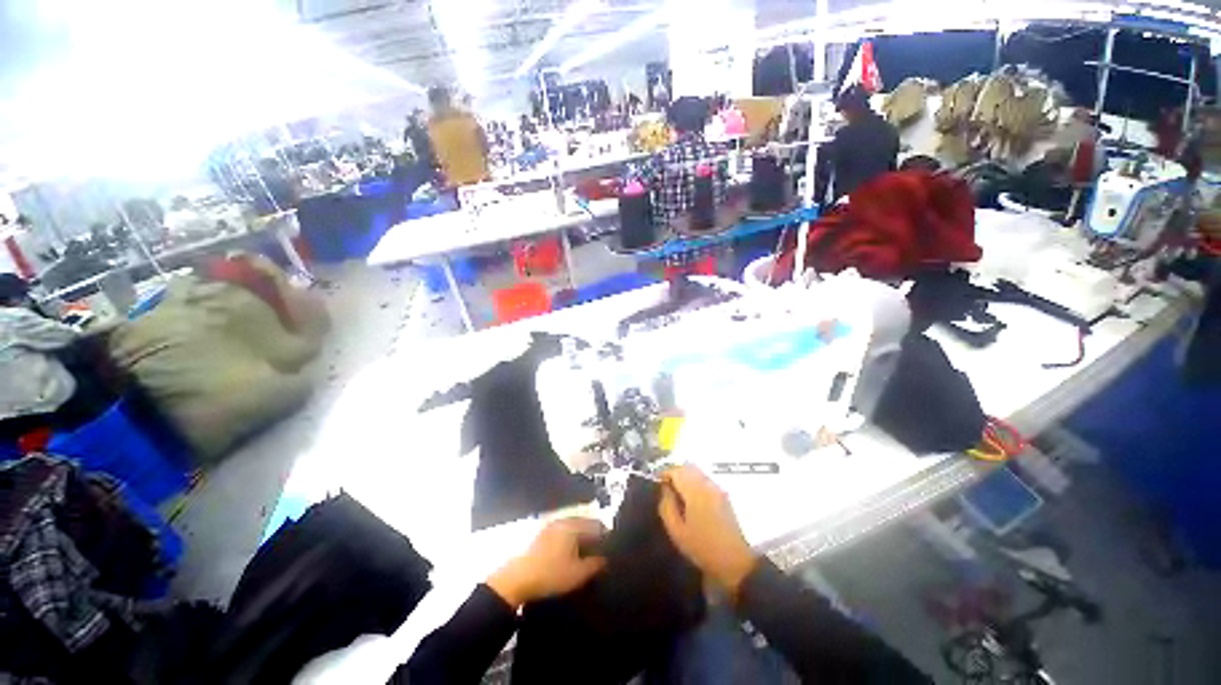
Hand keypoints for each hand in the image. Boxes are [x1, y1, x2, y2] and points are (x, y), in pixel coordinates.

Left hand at [487, 518, 606, 608]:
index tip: (612, 550)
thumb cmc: (550, 574)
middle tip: (600, 554)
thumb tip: (607, 559)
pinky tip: (569, 556)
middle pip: (584, 524)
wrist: (514, 580)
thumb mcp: (577, 574)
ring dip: (581, 540)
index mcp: (573, 524)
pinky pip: (562, 533)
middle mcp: (562, 519)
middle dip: (593, 537)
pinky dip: (569, 542)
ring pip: (572, 529)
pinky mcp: (540, 534)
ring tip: (586, 557)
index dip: (606, 536)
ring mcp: (550, 525)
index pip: (596, 524)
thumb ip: (596, 564)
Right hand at [658, 465, 757, 594]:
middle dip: (675, 472)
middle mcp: (708, 484)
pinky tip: (690, 498)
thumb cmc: (702, 547)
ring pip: (697, 471)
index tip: (657, 482)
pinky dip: (694, 481)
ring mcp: (717, 488)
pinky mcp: (723, 495)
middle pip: (688, 467)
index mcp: (695, 491)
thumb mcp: (676, 531)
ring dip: (685, 476)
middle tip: (666, 486)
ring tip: (677, 492)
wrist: (735, 561)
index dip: (664, 473)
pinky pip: (704, 479)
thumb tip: (664, 488)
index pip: (677, 471)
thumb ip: (667, 505)